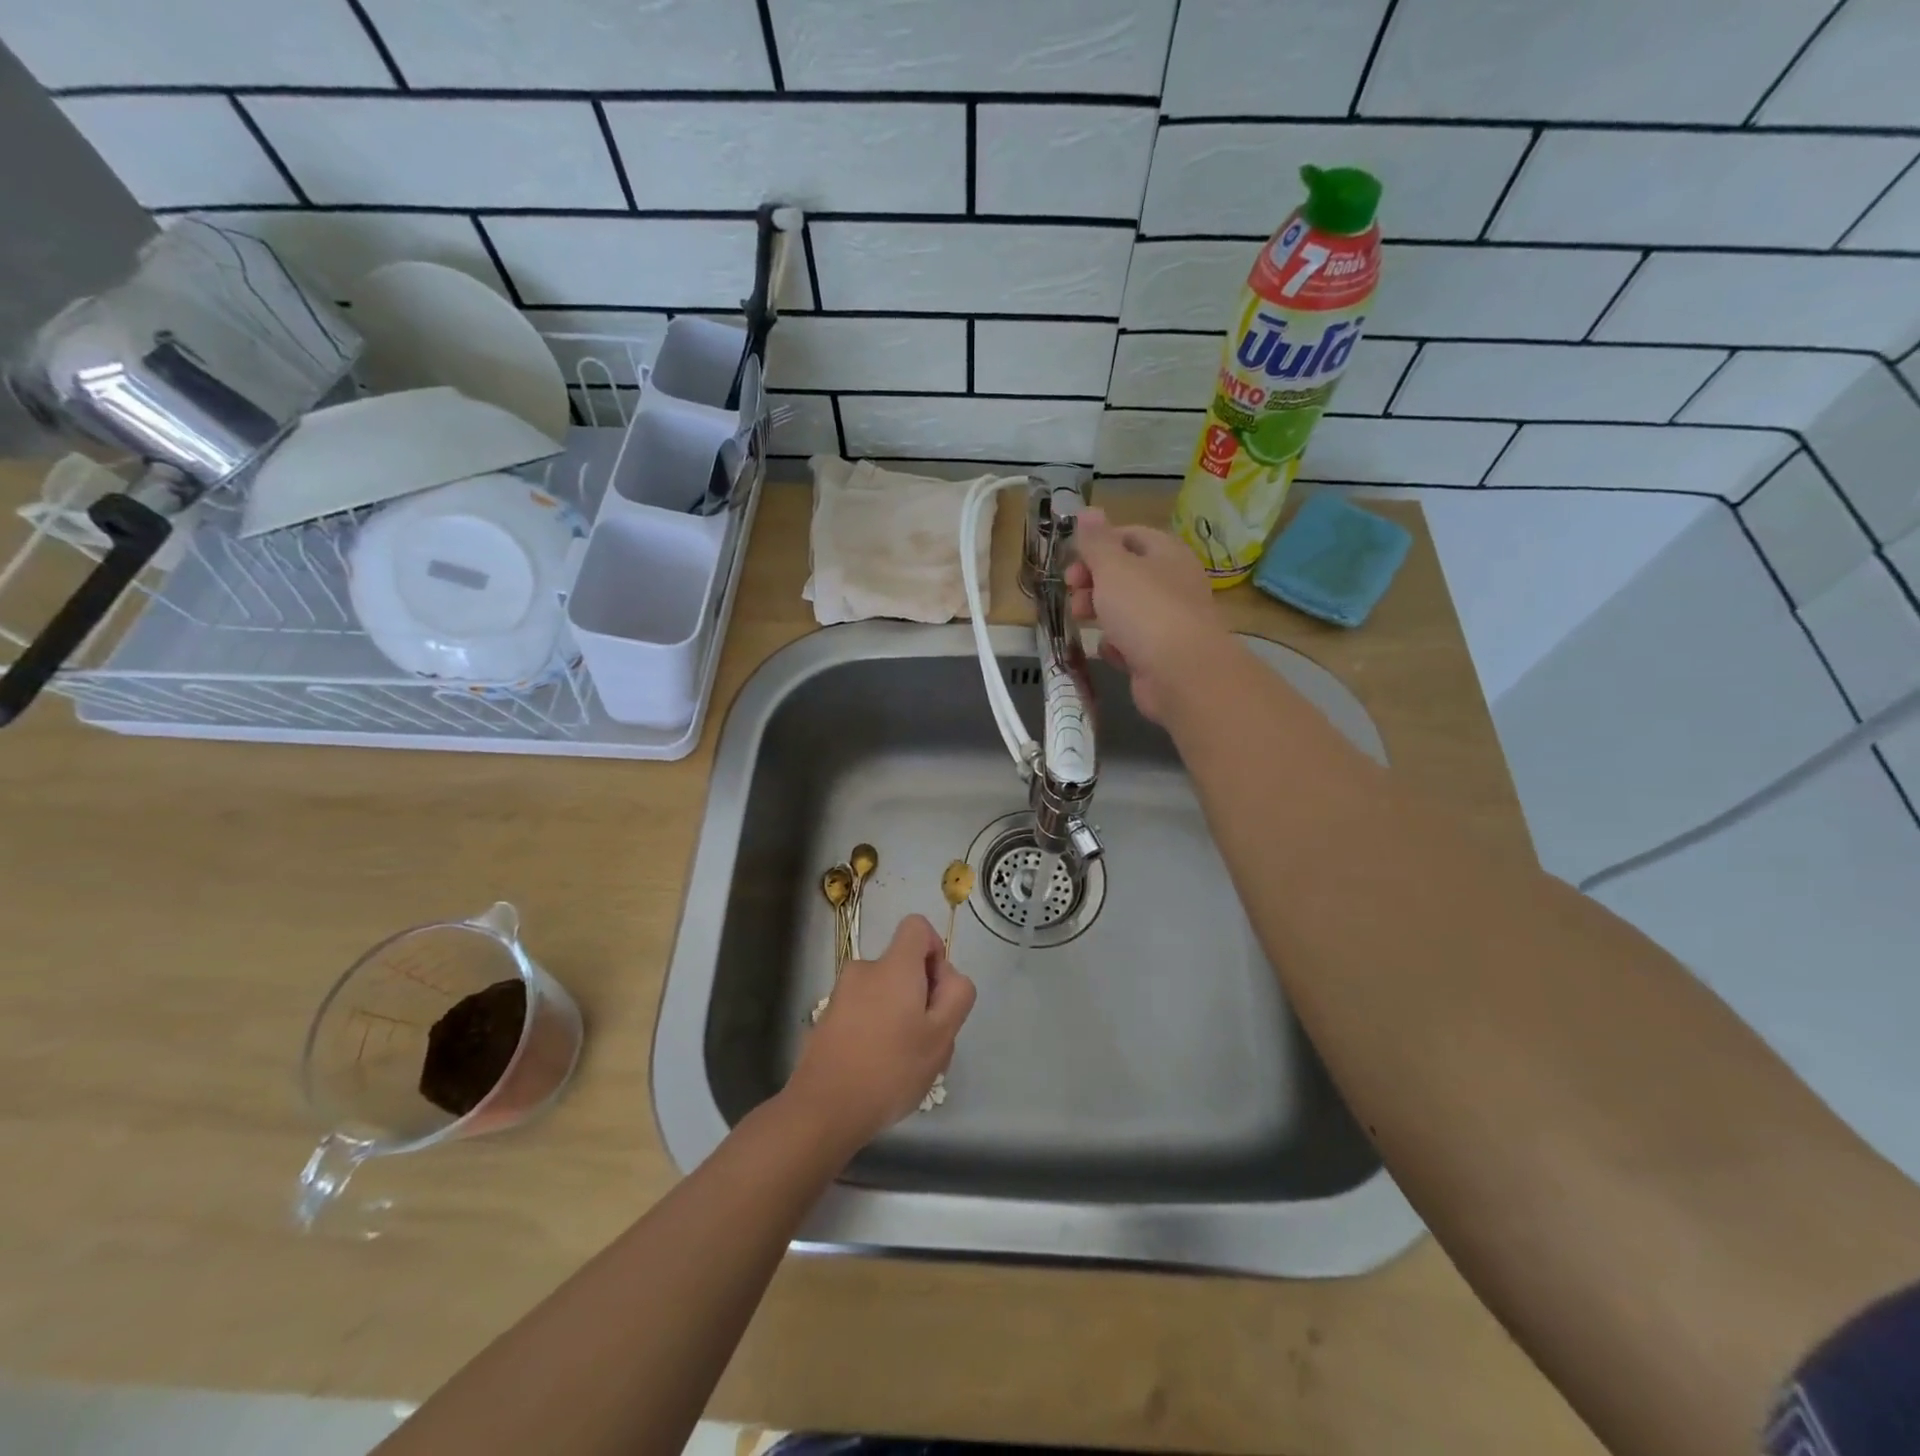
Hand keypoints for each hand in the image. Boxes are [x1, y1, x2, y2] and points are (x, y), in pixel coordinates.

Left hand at [785, 914, 976, 1149]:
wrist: (823, 1109)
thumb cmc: (890, 1069)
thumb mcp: (942, 1036)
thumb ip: (956, 995)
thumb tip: (946, 976)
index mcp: (893, 966)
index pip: (917, 926)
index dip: (935, 951)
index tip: (937, 993)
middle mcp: (864, 969)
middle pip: (903, 966)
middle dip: (922, 996)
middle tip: (928, 1042)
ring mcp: (841, 994)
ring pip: (885, 993)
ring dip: (901, 1018)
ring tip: (905, 1063)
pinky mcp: (828, 1019)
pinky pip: (865, 1012)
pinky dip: (877, 1030)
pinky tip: (880, 1071)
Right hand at [1066, 508, 1225, 722]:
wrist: (1181, 674)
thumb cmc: (1145, 610)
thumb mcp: (1113, 567)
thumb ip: (1096, 541)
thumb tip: (1088, 510)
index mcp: (1166, 553)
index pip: (1129, 536)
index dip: (1097, 545)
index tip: (1072, 562)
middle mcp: (1171, 582)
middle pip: (1124, 574)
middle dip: (1092, 582)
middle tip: (1072, 592)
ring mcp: (1167, 620)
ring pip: (1125, 610)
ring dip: (1099, 613)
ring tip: (1081, 621)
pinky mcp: (1160, 654)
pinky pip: (1131, 643)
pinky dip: (1116, 646)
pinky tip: (1110, 652)